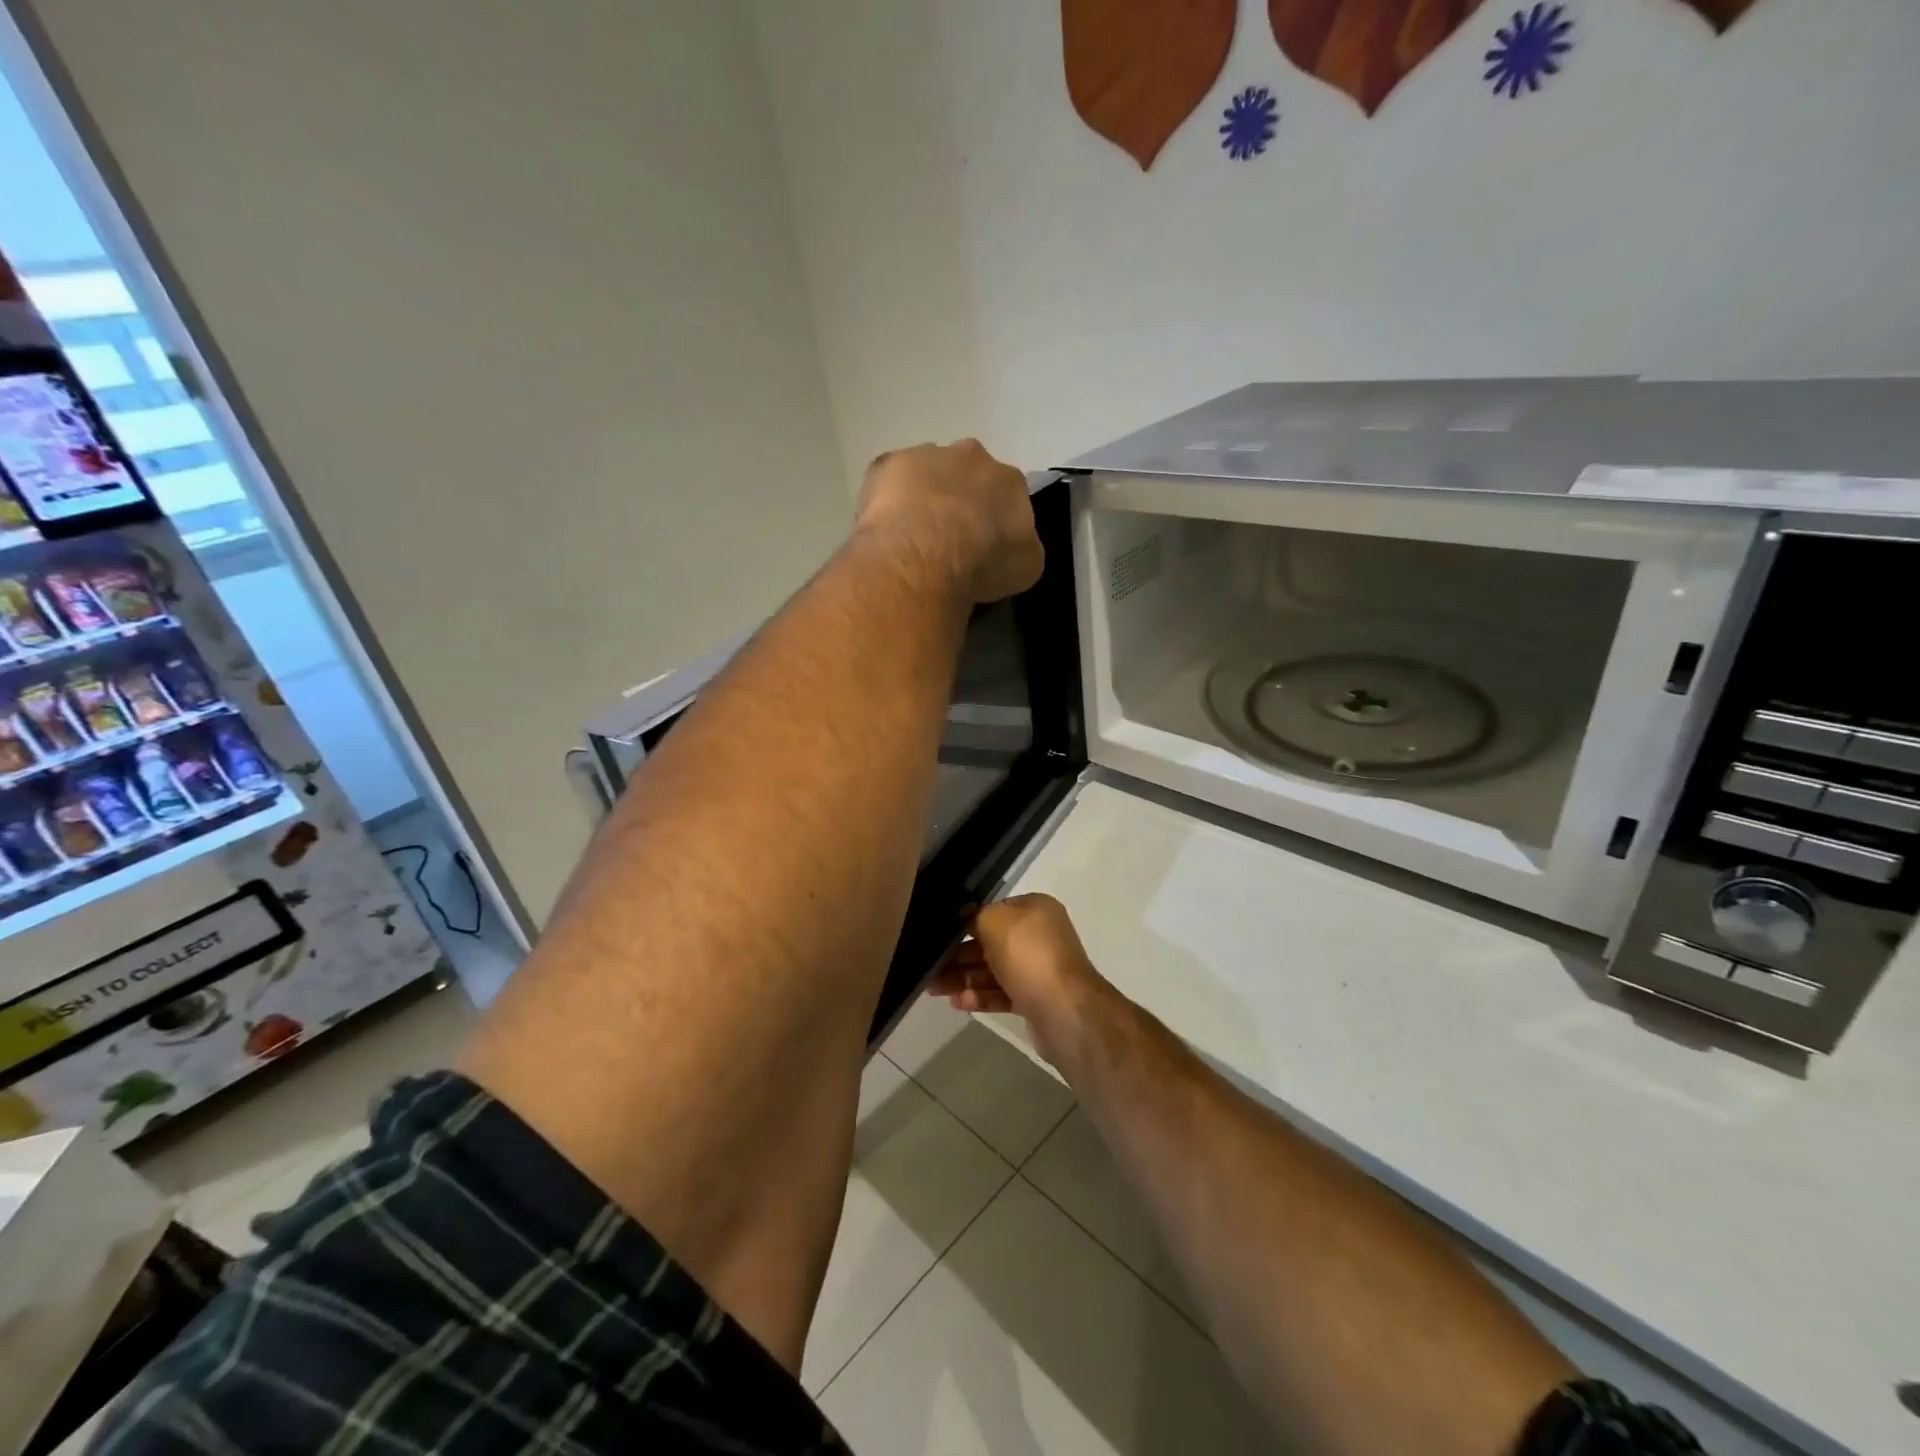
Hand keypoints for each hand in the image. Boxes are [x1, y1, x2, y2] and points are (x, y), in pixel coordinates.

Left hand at [856, 440, 1043, 604]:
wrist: (924, 555)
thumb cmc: (982, 563)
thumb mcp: (1026, 566)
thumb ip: (1023, 545)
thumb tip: (1014, 542)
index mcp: (1009, 480)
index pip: (1008, 494)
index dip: (996, 519)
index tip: (985, 543)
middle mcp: (971, 456)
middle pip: (967, 475)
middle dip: (960, 499)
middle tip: (948, 537)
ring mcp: (925, 455)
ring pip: (926, 473)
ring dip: (923, 496)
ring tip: (912, 536)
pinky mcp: (885, 464)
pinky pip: (888, 482)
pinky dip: (888, 501)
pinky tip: (885, 529)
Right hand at [927, 895, 1107, 1066]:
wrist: (1064, 1010)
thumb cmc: (1028, 955)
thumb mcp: (995, 921)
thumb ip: (977, 915)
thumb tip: (967, 917)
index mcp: (1035, 910)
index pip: (995, 909)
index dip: (968, 920)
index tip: (940, 933)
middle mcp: (1039, 936)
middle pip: (991, 942)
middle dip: (959, 955)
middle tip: (929, 966)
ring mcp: (1038, 969)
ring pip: (994, 970)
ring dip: (964, 978)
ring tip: (933, 988)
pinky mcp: (1035, 999)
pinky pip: (1002, 993)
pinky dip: (980, 997)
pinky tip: (956, 1003)